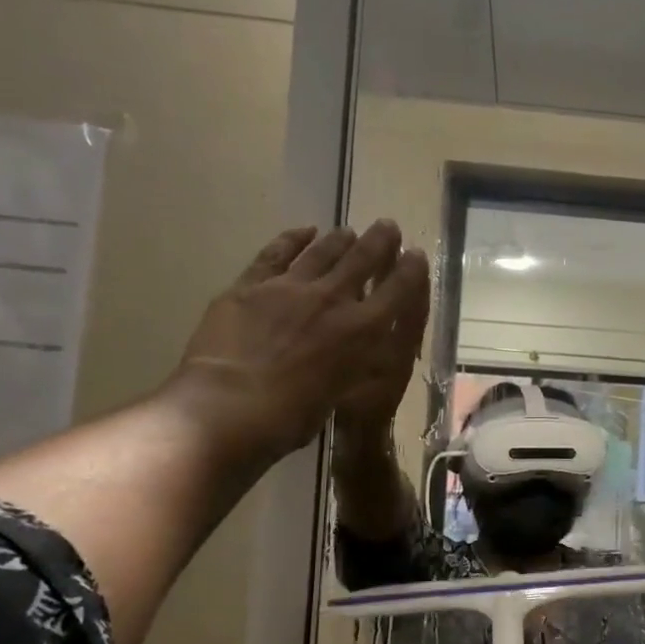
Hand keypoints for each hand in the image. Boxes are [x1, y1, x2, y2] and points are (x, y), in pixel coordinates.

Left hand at [170, 221, 430, 464]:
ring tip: (349, 230)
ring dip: (339, 239)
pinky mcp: (250, 285)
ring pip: (322, 252)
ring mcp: (289, 287)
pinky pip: (276, 254)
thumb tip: (349, 352)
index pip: (397, 291)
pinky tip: (303, 232)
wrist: (229, 406)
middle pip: (362, 259)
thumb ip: (349, 363)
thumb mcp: (340, 392)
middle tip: (388, 227)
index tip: (416, 255)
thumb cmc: (292, 416)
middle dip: (379, 241)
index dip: (409, 270)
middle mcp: (332, 299)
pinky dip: (292, 240)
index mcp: (362, 330)